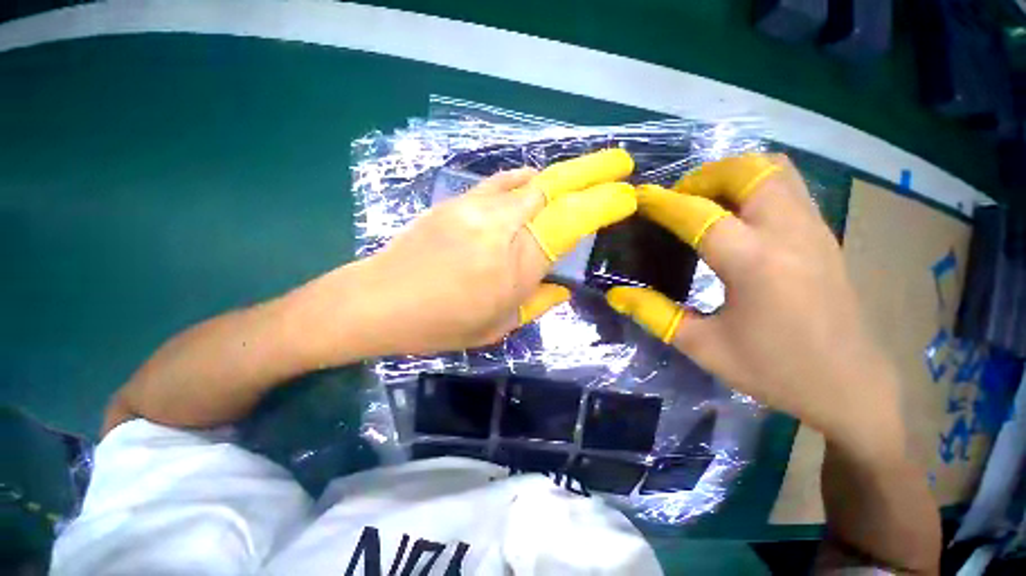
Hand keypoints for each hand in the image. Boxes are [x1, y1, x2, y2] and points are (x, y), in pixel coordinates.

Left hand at [359, 149, 636, 354]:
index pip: (572, 221)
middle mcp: (503, 226)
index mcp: (518, 263)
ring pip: (531, 179)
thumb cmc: (442, 324)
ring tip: (581, 177)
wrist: (381, 300)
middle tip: (620, 161)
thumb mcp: (498, 325)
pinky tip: (532, 184)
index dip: (604, 203)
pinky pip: (502, 182)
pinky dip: (526, 180)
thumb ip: (537, 303)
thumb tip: (561, 288)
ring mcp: (477, 207)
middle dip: (594, 170)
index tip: (627, 195)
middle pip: (556, 187)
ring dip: (562, 176)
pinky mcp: (457, 201)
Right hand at [605, 154, 904, 455]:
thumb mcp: (703, 346)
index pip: (699, 215)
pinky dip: (755, 185)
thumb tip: (616, 294)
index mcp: (755, 263)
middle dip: (704, 177)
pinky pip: (788, 187)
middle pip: (747, 171)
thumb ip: (654, 314)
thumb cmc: (775, 370)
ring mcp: (813, 229)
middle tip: (678, 201)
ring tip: (704, 201)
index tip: (639, 198)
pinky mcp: (824, 235)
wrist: (851, 386)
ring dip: (732, 175)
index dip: (663, 203)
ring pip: (774, 170)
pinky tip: (736, 216)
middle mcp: (789, 233)